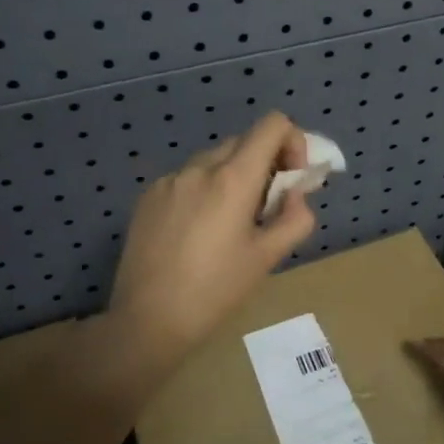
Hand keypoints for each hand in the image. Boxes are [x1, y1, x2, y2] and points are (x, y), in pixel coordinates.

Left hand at [109, 111, 318, 365]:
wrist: (147, 320)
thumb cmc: (215, 291)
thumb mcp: (267, 258)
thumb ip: (295, 218)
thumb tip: (295, 195)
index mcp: (233, 178)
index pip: (273, 124)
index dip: (293, 143)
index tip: (291, 181)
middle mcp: (199, 167)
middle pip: (244, 142)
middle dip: (264, 166)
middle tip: (265, 210)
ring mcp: (169, 180)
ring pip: (214, 161)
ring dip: (233, 179)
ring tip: (228, 226)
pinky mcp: (148, 197)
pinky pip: (187, 180)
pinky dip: (203, 192)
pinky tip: (196, 234)